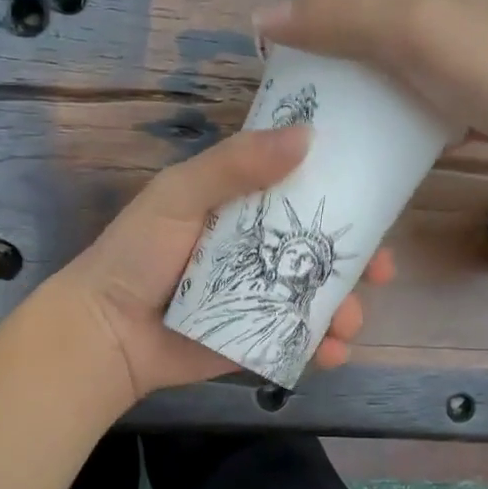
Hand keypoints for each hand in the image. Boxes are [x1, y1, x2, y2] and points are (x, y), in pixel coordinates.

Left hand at [51, 127, 395, 404]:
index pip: (303, 193)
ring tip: (349, 323)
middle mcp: (257, 251)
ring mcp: (258, 298)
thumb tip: (308, 135)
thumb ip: (235, 165)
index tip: (379, 200)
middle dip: (358, 262)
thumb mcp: (179, 195)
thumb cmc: (137, 254)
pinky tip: (333, 353)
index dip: (344, 195)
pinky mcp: (254, 340)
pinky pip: (298, 341)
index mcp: (242, 209)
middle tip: (382, 272)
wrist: (105, 331)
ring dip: (346, 309)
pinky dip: (323, 349)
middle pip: (320, 250)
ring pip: (318, 298)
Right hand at [253, 0, 487, 182]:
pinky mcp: (471, 97)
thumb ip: (340, 19)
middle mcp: (436, 7)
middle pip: (358, 22)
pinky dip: (388, 118)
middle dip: (320, 55)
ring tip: (325, 129)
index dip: (298, 15)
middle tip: (294, 105)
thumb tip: (264, 16)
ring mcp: (457, 54)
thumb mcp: (412, 29)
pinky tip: (376, 146)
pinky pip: (412, 101)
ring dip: (353, 90)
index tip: (274, 68)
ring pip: (384, 65)